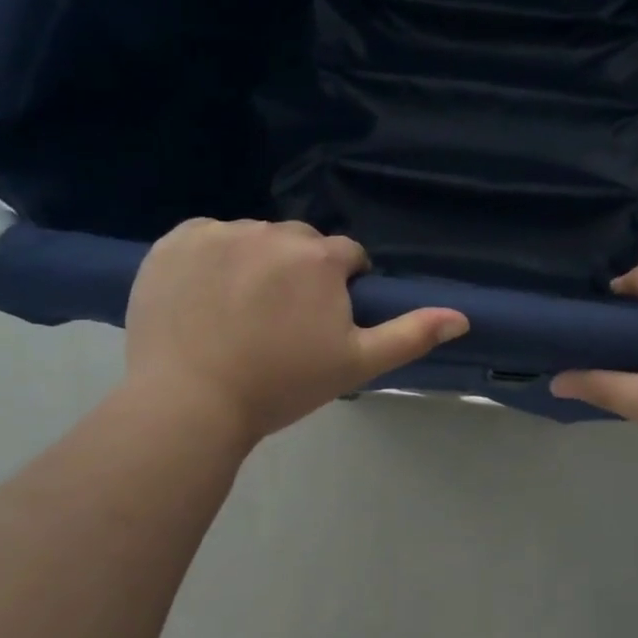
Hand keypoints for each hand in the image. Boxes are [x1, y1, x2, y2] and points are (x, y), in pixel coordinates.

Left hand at [123, 219, 467, 444]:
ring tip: (237, 312)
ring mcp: (220, 234)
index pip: (345, 256)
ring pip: (253, 238)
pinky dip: (210, 258)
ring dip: (255, 262)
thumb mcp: (355, 364)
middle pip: (299, 243)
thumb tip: (462, 316)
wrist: (188, 405)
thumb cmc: (280, 385)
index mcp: (319, 257)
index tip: (319, 322)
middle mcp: (272, 232)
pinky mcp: (175, 242)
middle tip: (278, 321)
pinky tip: (204, 296)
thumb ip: (410, 335)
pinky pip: (207, 237)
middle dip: (299, 271)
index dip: (340, 287)